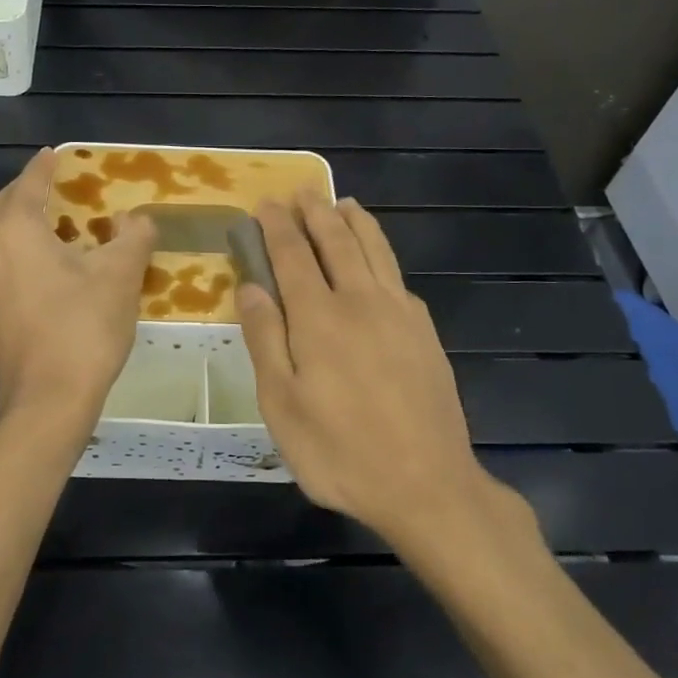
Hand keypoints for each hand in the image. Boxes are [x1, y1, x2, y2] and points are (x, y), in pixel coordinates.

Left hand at [0, 148, 157, 426]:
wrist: (47, 402)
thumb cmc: (82, 328)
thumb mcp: (120, 275)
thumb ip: (132, 237)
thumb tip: (137, 218)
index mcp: (14, 231)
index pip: (28, 184)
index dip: (44, 166)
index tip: (55, 154)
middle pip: (3, 207)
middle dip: (27, 192)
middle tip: (55, 186)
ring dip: (20, 223)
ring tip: (52, 223)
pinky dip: (18, 253)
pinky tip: (45, 267)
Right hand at [238, 192, 534, 548]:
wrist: (427, 485)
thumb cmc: (340, 451)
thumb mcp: (282, 404)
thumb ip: (265, 339)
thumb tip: (250, 286)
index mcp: (319, 318)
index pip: (293, 255)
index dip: (277, 227)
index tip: (265, 203)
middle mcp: (361, 302)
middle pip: (337, 242)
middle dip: (315, 213)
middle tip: (302, 192)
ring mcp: (400, 314)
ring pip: (375, 251)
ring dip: (356, 223)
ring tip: (344, 203)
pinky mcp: (425, 332)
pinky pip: (399, 278)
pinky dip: (384, 255)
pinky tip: (380, 261)